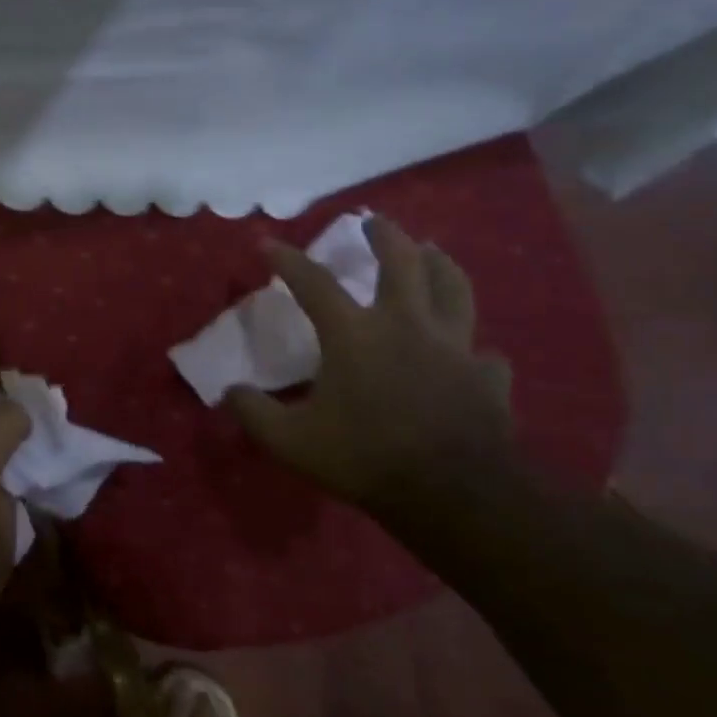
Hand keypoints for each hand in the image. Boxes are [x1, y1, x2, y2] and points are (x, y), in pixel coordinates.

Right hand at [227, 217, 514, 512]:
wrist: (453, 494)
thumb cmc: (365, 457)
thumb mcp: (290, 441)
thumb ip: (254, 412)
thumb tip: (230, 391)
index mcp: (355, 334)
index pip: (313, 283)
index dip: (286, 260)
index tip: (267, 244)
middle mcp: (406, 325)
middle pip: (402, 263)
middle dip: (385, 237)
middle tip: (375, 222)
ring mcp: (454, 347)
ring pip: (455, 289)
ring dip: (441, 265)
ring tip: (434, 252)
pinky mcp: (486, 377)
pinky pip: (484, 353)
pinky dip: (473, 349)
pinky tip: (472, 354)